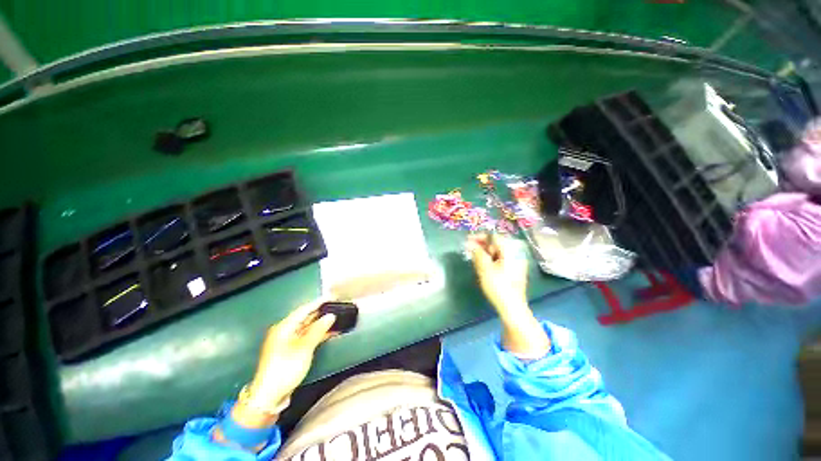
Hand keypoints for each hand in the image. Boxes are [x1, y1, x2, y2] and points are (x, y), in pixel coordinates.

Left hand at [232, 299, 335, 427]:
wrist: (269, 396)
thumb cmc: (285, 369)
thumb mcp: (304, 348)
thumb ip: (318, 330)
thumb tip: (330, 316)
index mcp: (284, 327)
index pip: (304, 309)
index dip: (319, 303)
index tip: (332, 297)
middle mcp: (285, 331)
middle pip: (305, 317)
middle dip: (321, 312)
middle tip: (336, 307)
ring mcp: (287, 341)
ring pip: (307, 327)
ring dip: (321, 324)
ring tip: (336, 319)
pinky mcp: (291, 350)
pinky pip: (307, 336)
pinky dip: (317, 334)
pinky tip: (329, 333)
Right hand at [467, 233, 528, 319]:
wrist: (512, 307)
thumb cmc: (498, 286)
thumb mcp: (484, 268)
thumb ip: (477, 253)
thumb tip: (470, 243)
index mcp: (511, 250)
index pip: (494, 237)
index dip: (479, 237)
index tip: (468, 240)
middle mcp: (516, 253)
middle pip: (496, 244)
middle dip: (481, 246)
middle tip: (469, 250)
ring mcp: (516, 262)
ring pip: (497, 253)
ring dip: (485, 253)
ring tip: (473, 257)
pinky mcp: (514, 270)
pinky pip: (500, 260)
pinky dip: (491, 260)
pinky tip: (483, 265)